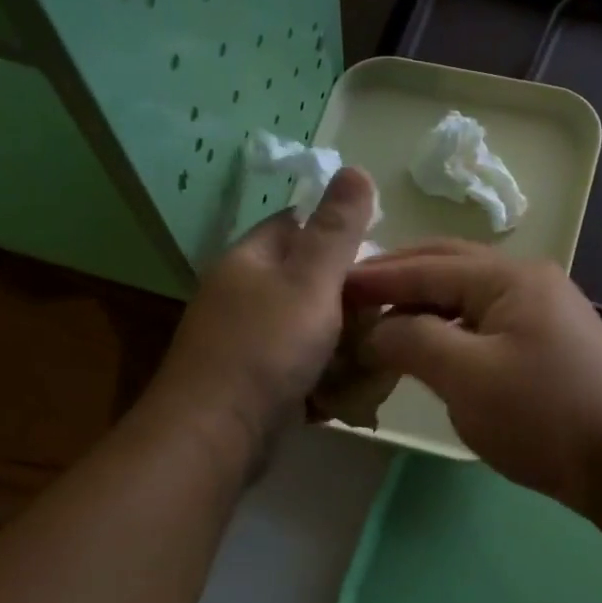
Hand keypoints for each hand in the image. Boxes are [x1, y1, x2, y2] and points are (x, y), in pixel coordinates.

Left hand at [147, 169, 377, 457]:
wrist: (216, 436)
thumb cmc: (266, 348)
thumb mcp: (311, 281)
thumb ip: (337, 230)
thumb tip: (355, 166)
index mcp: (250, 260)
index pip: (295, 223)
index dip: (337, 232)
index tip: (378, 256)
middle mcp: (242, 294)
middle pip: (305, 279)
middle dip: (347, 296)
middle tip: (385, 312)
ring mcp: (244, 340)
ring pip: (307, 326)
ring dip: (341, 340)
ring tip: (376, 354)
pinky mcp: (253, 381)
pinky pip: (298, 365)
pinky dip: (324, 374)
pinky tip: (348, 389)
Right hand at [344, 243, 601, 508]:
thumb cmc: (543, 415)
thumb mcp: (467, 376)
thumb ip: (412, 340)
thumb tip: (374, 328)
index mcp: (509, 276)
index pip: (425, 267)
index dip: (373, 277)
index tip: (327, 287)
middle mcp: (527, 280)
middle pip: (446, 268)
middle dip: (396, 279)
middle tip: (348, 297)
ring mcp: (540, 310)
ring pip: (464, 297)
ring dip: (420, 305)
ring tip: (377, 322)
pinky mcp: (545, 342)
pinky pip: (482, 322)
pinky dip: (447, 328)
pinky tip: (425, 346)